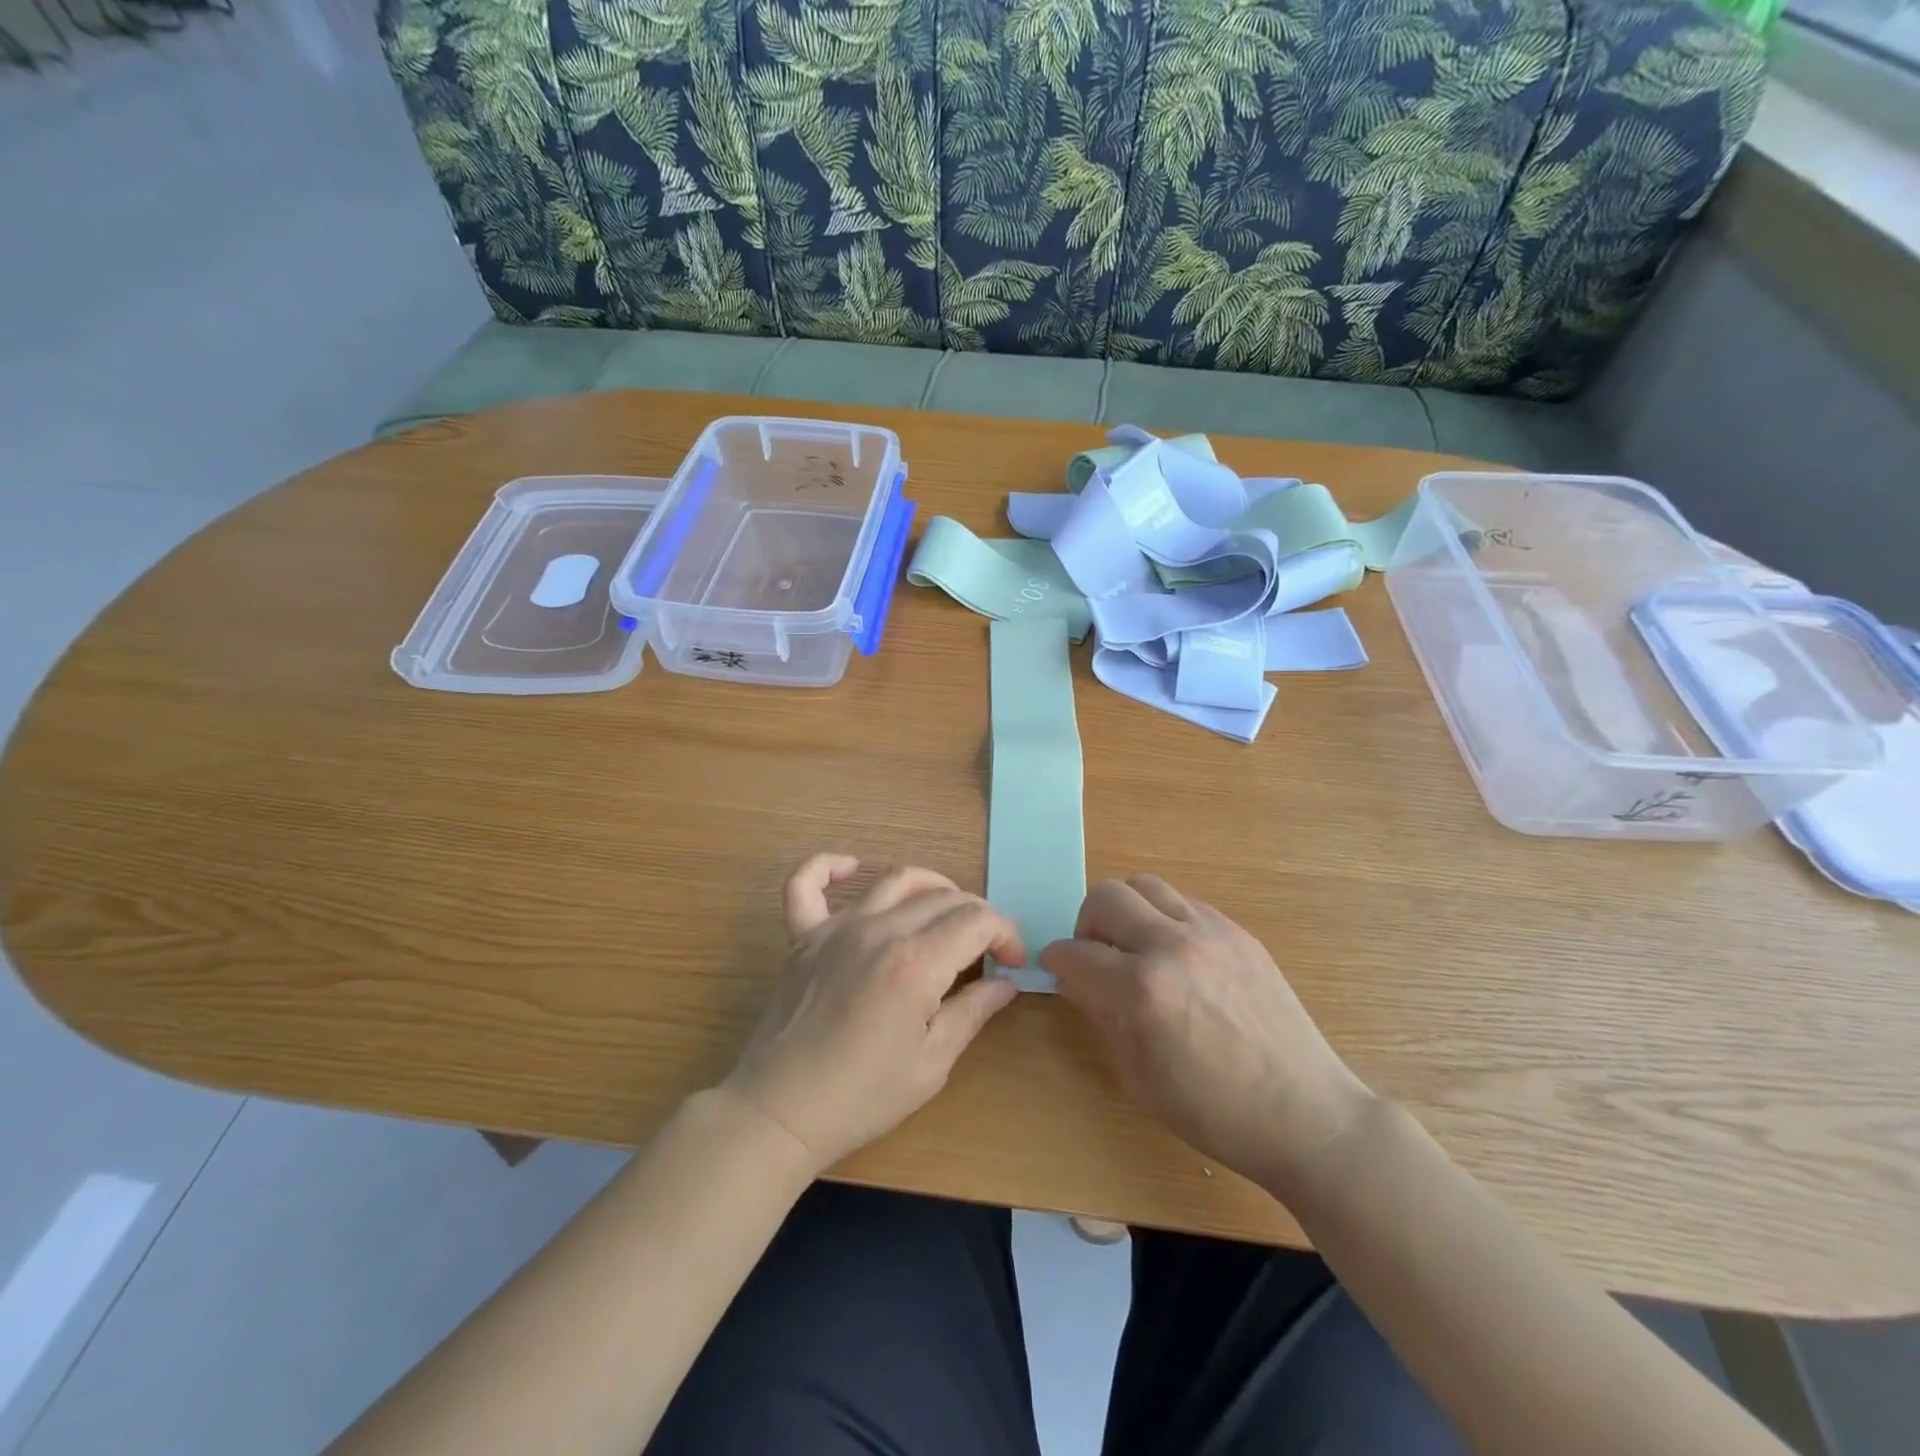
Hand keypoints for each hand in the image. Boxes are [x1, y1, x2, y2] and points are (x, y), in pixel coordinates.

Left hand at [721, 855, 1024, 1174]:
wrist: (779, 1112)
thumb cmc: (862, 1097)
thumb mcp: (932, 1064)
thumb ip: (972, 1012)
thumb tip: (1006, 983)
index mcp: (915, 963)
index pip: (976, 921)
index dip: (1005, 934)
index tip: (1013, 962)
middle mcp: (878, 931)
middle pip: (942, 898)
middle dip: (977, 915)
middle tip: (986, 948)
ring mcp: (836, 928)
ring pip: (893, 881)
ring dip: (930, 885)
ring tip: (946, 908)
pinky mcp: (802, 936)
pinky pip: (806, 884)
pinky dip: (828, 867)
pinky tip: (850, 867)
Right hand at [1040, 875, 1376, 1193]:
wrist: (1306, 1113)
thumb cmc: (1213, 1111)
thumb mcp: (1139, 1076)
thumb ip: (1101, 1016)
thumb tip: (1075, 980)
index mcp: (1141, 990)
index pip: (1075, 953)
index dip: (1056, 961)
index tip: (1057, 970)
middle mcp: (1172, 945)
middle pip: (1105, 897)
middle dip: (1086, 925)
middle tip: (1095, 956)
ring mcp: (1210, 932)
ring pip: (1144, 885)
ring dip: (1126, 911)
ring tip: (1135, 947)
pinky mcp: (1238, 932)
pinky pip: (1184, 902)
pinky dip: (1165, 919)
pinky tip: (1177, 956)